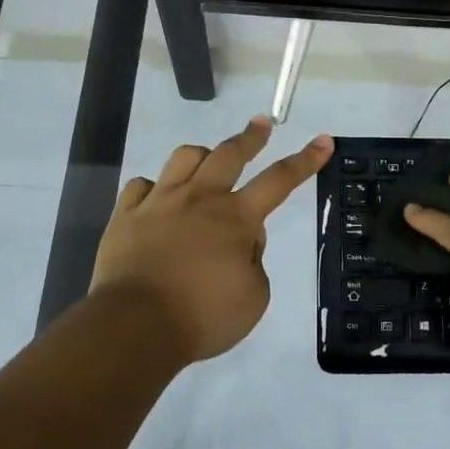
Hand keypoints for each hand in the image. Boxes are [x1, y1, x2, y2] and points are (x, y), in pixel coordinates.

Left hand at [92, 116, 333, 363]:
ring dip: (201, 155)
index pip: (279, 180)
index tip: (323, 140)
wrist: (135, 325)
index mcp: (236, 217)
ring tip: (206, 160)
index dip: (305, 160)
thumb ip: (254, 262)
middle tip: (261, 123)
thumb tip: (242, 242)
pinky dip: (152, 188)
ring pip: (184, 158)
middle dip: (251, 137)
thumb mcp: (254, 298)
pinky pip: (140, 186)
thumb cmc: (203, 316)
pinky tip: (156, 198)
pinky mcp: (126, 215)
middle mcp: (199, 199)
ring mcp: (159, 202)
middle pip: (229, 154)